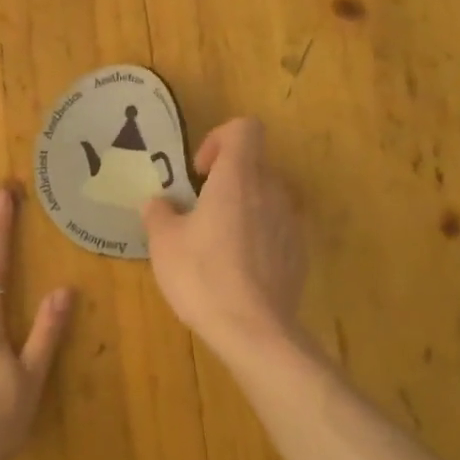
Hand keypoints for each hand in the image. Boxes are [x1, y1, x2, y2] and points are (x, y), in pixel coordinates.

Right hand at [141, 118, 306, 354]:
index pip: (244, 129)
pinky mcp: (300, 253)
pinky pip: (277, 229)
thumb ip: (159, 213)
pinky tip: (238, 269)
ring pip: (267, 197)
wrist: (255, 331)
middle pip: (254, 164)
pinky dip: (259, 236)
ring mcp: (291, 222)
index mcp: (238, 178)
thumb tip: (159, 203)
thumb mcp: (164, 243)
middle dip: (227, 180)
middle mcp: (272, 191)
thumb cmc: (203, 276)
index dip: (219, 139)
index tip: (199, 171)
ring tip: (218, 241)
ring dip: (243, 208)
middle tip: (199, 210)